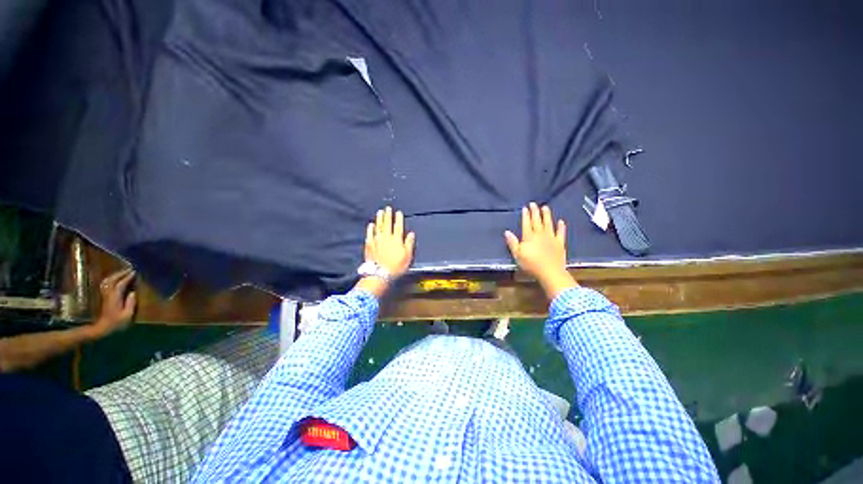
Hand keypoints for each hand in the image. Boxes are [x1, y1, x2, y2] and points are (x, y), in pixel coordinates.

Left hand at [92, 269, 136, 337]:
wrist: (102, 328)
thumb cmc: (116, 323)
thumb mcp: (127, 315)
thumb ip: (130, 303)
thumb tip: (133, 292)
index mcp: (115, 297)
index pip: (121, 284)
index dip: (127, 277)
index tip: (134, 272)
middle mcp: (108, 294)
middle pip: (112, 280)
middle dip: (120, 273)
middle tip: (129, 269)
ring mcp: (105, 295)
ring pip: (107, 281)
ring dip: (115, 275)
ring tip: (122, 272)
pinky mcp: (103, 297)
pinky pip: (106, 284)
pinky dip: (110, 279)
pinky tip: (114, 279)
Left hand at [365, 206, 415, 277]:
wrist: (380, 274)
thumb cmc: (396, 266)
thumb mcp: (408, 256)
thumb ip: (409, 243)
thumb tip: (411, 234)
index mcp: (397, 239)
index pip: (398, 226)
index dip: (399, 218)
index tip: (398, 212)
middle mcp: (386, 237)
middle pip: (387, 224)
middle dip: (388, 215)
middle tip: (387, 208)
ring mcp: (377, 240)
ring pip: (378, 226)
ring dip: (379, 218)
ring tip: (380, 212)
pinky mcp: (369, 245)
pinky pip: (370, 234)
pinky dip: (371, 228)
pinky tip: (371, 224)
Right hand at [505, 203, 577, 299]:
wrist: (550, 273)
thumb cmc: (531, 265)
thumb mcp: (517, 255)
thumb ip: (512, 243)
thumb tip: (507, 232)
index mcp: (529, 237)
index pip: (526, 224)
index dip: (526, 215)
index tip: (525, 208)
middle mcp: (540, 235)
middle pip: (537, 221)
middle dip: (535, 212)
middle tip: (534, 204)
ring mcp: (551, 238)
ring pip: (548, 224)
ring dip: (547, 215)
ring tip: (545, 207)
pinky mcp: (560, 243)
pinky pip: (561, 233)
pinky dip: (561, 227)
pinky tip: (561, 221)